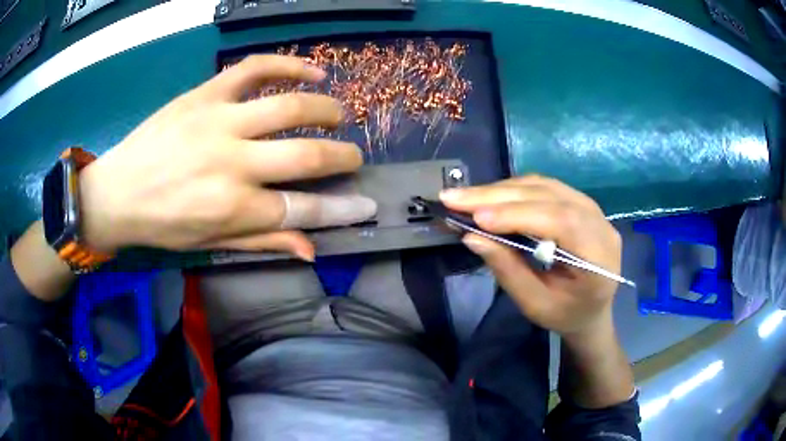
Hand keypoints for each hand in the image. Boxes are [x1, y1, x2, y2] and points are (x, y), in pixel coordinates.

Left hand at [78, 55, 376, 260]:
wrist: (117, 192)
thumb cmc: (162, 225)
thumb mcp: (209, 244)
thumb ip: (262, 242)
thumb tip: (311, 249)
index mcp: (233, 208)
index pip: (303, 209)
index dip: (342, 209)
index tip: (367, 204)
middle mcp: (231, 163)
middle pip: (305, 156)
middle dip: (342, 157)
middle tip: (354, 156)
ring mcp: (218, 121)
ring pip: (288, 106)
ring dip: (325, 109)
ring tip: (338, 114)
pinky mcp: (205, 94)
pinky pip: (255, 69)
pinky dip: (290, 64)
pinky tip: (313, 70)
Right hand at [440, 175, 621, 335]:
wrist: (591, 309)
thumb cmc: (565, 315)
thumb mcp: (535, 305)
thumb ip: (508, 271)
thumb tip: (472, 237)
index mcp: (599, 259)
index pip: (562, 222)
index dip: (519, 215)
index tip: (477, 218)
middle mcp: (601, 225)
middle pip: (551, 197)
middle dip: (500, 196)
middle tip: (455, 198)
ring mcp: (594, 210)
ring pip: (546, 186)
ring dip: (503, 190)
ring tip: (466, 197)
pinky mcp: (581, 203)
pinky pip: (546, 187)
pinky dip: (515, 190)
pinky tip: (491, 197)